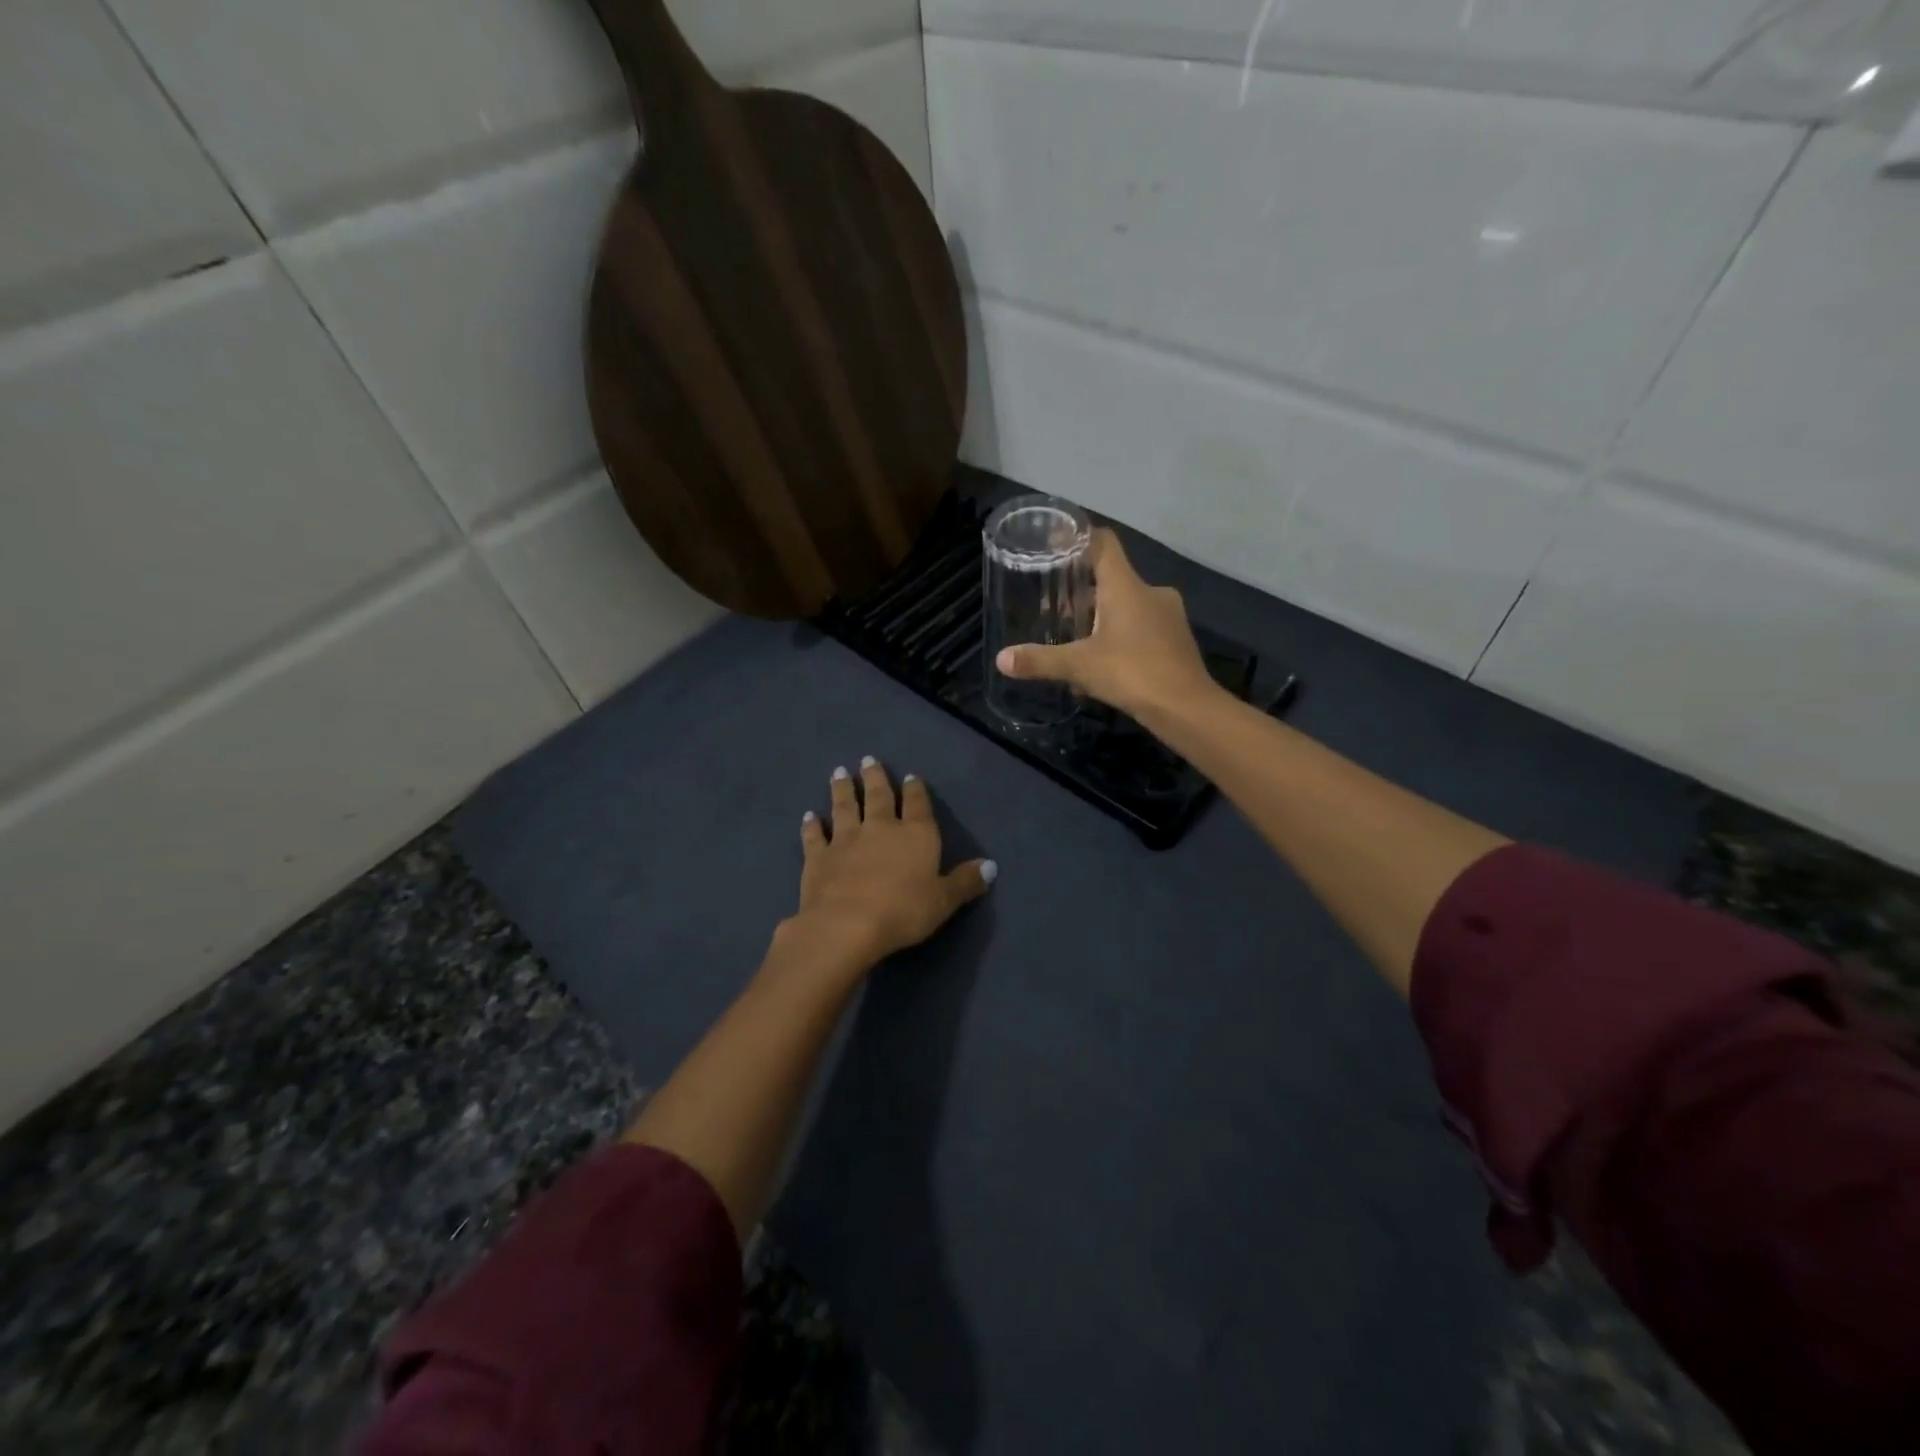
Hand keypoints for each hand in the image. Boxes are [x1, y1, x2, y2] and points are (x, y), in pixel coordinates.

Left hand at [787, 758, 994, 966]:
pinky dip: (812, 826)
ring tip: (840, 772)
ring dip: (842, 789)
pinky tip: (809, 817)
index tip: (910, 776)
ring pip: (845, 807)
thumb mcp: (944, 901)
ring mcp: (846, 840)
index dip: (916, 790)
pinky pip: (815, 836)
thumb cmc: (903, 911)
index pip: (917, 805)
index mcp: (915, 835)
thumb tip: (991, 866)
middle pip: (878, 796)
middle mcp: (880, 828)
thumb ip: (965, 882)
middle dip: (875, 777)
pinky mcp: (818, 857)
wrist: (847, 925)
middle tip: (868, 760)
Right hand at [994, 529, 1217, 720]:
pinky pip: (1141, 628)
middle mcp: (1150, 592)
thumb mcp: (1079, 666)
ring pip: (1127, 606)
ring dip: (1101, 619)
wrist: (1187, 707)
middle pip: (1112, 579)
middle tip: (1056, 609)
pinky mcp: (1176, 639)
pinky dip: (1120, 638)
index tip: (1057, 543)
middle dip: (1083, 593)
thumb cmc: (1132, 673)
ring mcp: (1168, 616)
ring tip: (1076, 641)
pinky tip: (1104, 664)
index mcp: (1126, 586)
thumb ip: (1040, 661)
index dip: (1079, 538)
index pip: (1103, 543)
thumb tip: (1001, 660)